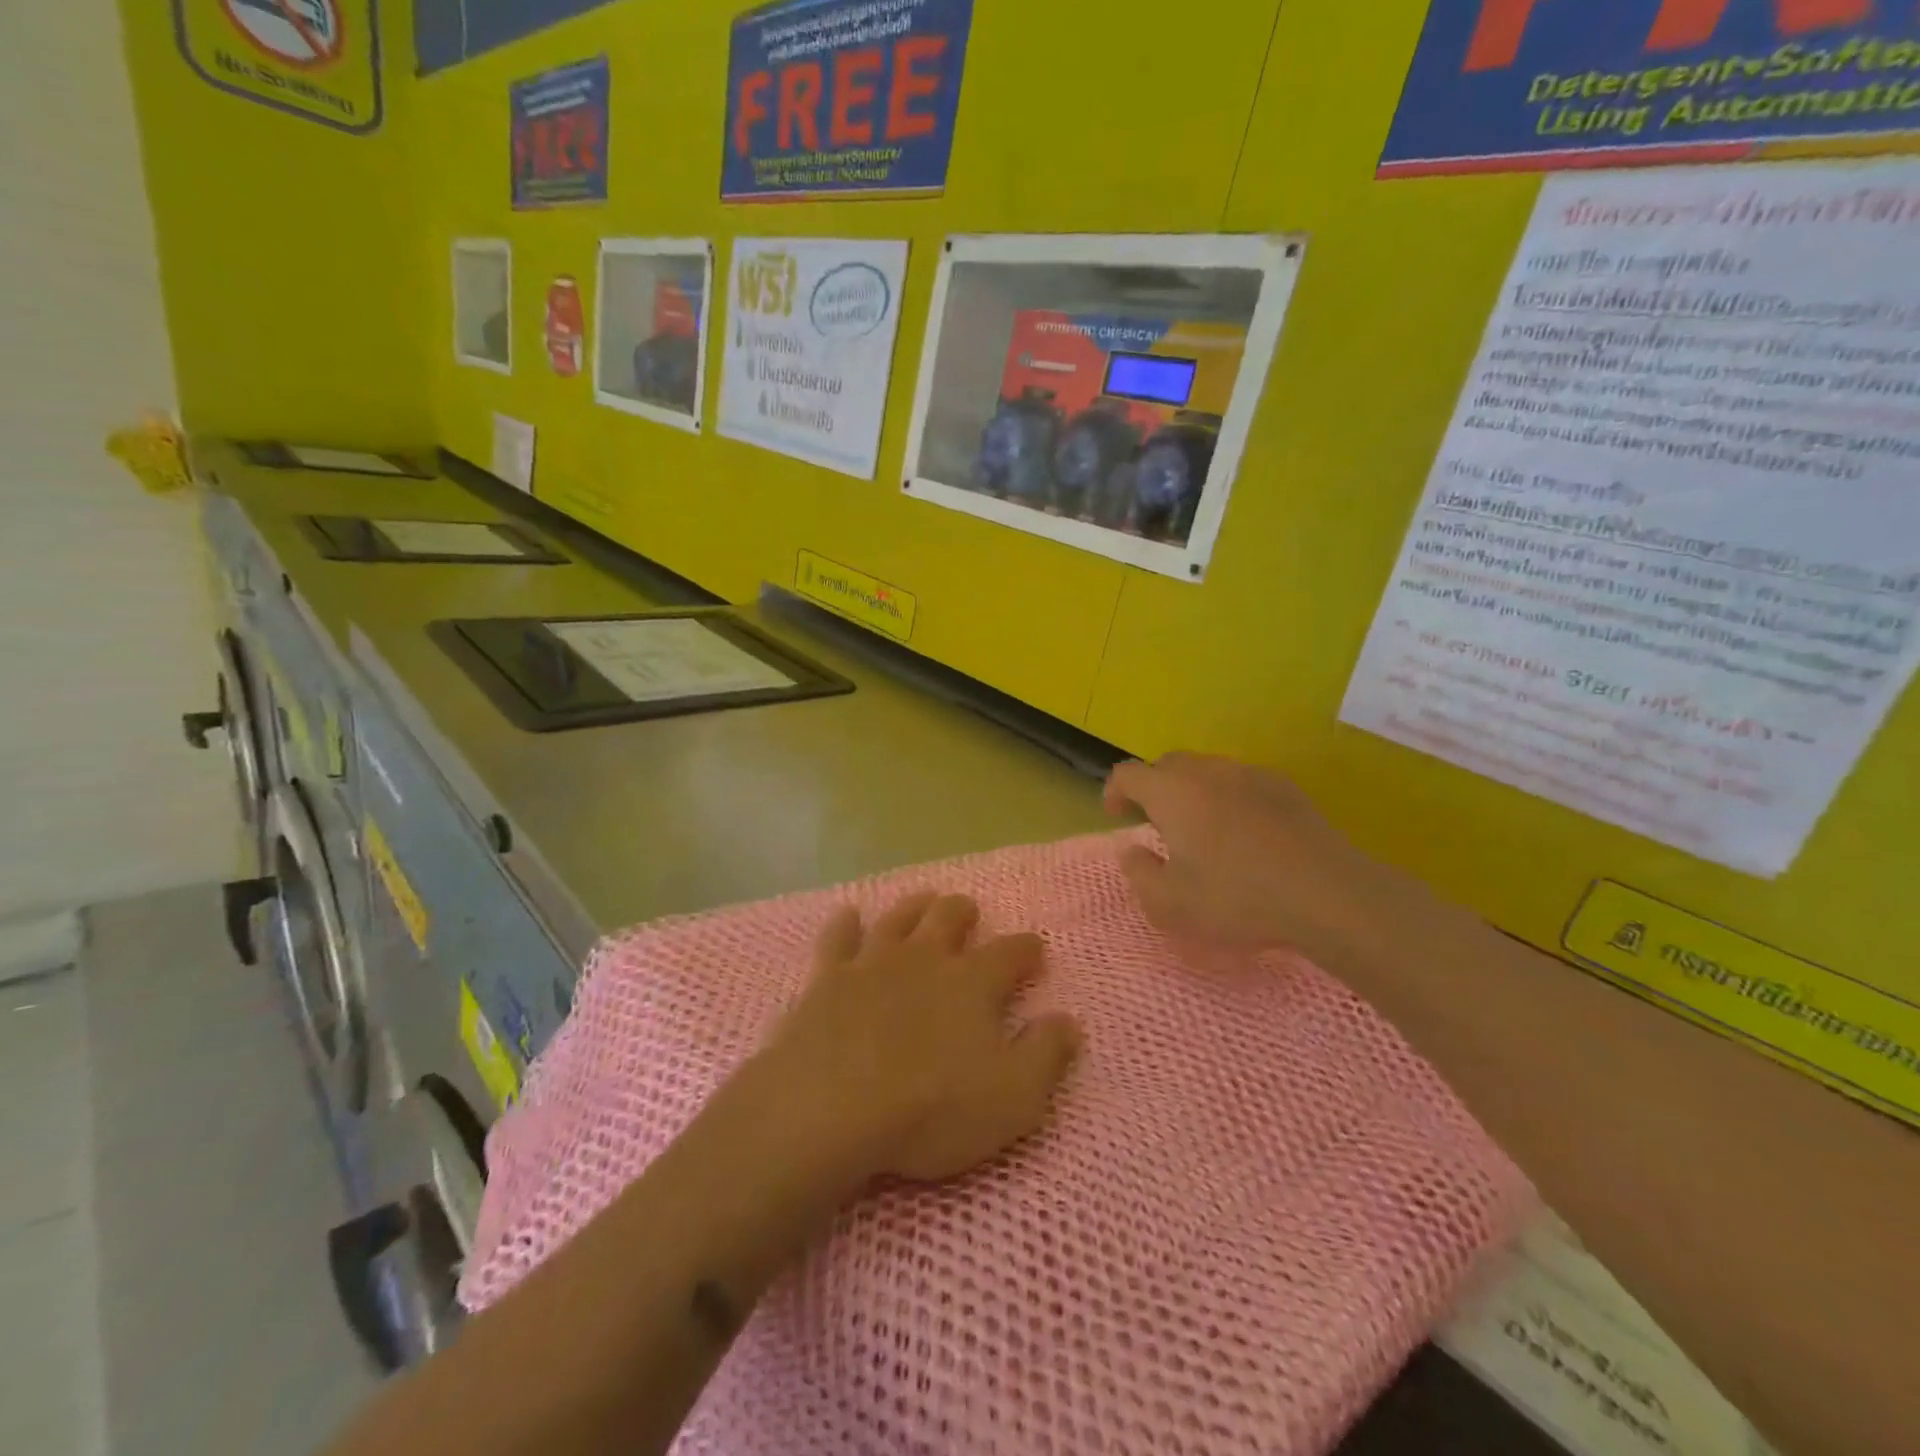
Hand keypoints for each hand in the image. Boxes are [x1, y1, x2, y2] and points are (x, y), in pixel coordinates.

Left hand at [758, 892, 1082, 1184]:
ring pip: (899, 918)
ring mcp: (873, 963)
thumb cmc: (931, 1107)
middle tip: (968, 912)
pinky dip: (845, 924)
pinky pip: (837, 939)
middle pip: (949, 918)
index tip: (1035, 948)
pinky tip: (847, 916)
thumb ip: (1046, 1054)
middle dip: (964, 912)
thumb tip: (1068, 1020)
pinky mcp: (827, 978)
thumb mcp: (1013, 1097)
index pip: (1011, 952)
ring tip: (923, 902)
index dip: (1026, 948)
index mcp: (973, 982)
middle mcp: (925, 958)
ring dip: (914, 907)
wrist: (831, 1107)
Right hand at [1104, 752, 1402, 961]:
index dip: (1115, 791)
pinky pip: (1241, 782)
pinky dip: (1228, 799)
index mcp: (1171, 792)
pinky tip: (1243, 834)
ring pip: (1206, 771)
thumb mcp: (1170, 905)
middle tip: (1157, 824)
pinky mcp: (1285, 787)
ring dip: (1192, 792)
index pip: (1128, 774)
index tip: (1116, 815)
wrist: (1327, 895)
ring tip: (1200, 829)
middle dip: (1153, 789)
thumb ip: (1139, 875)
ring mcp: (1249, 774)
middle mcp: (1206, 771)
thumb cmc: (1237, 899)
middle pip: (1167, 765)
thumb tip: (1132, 852)